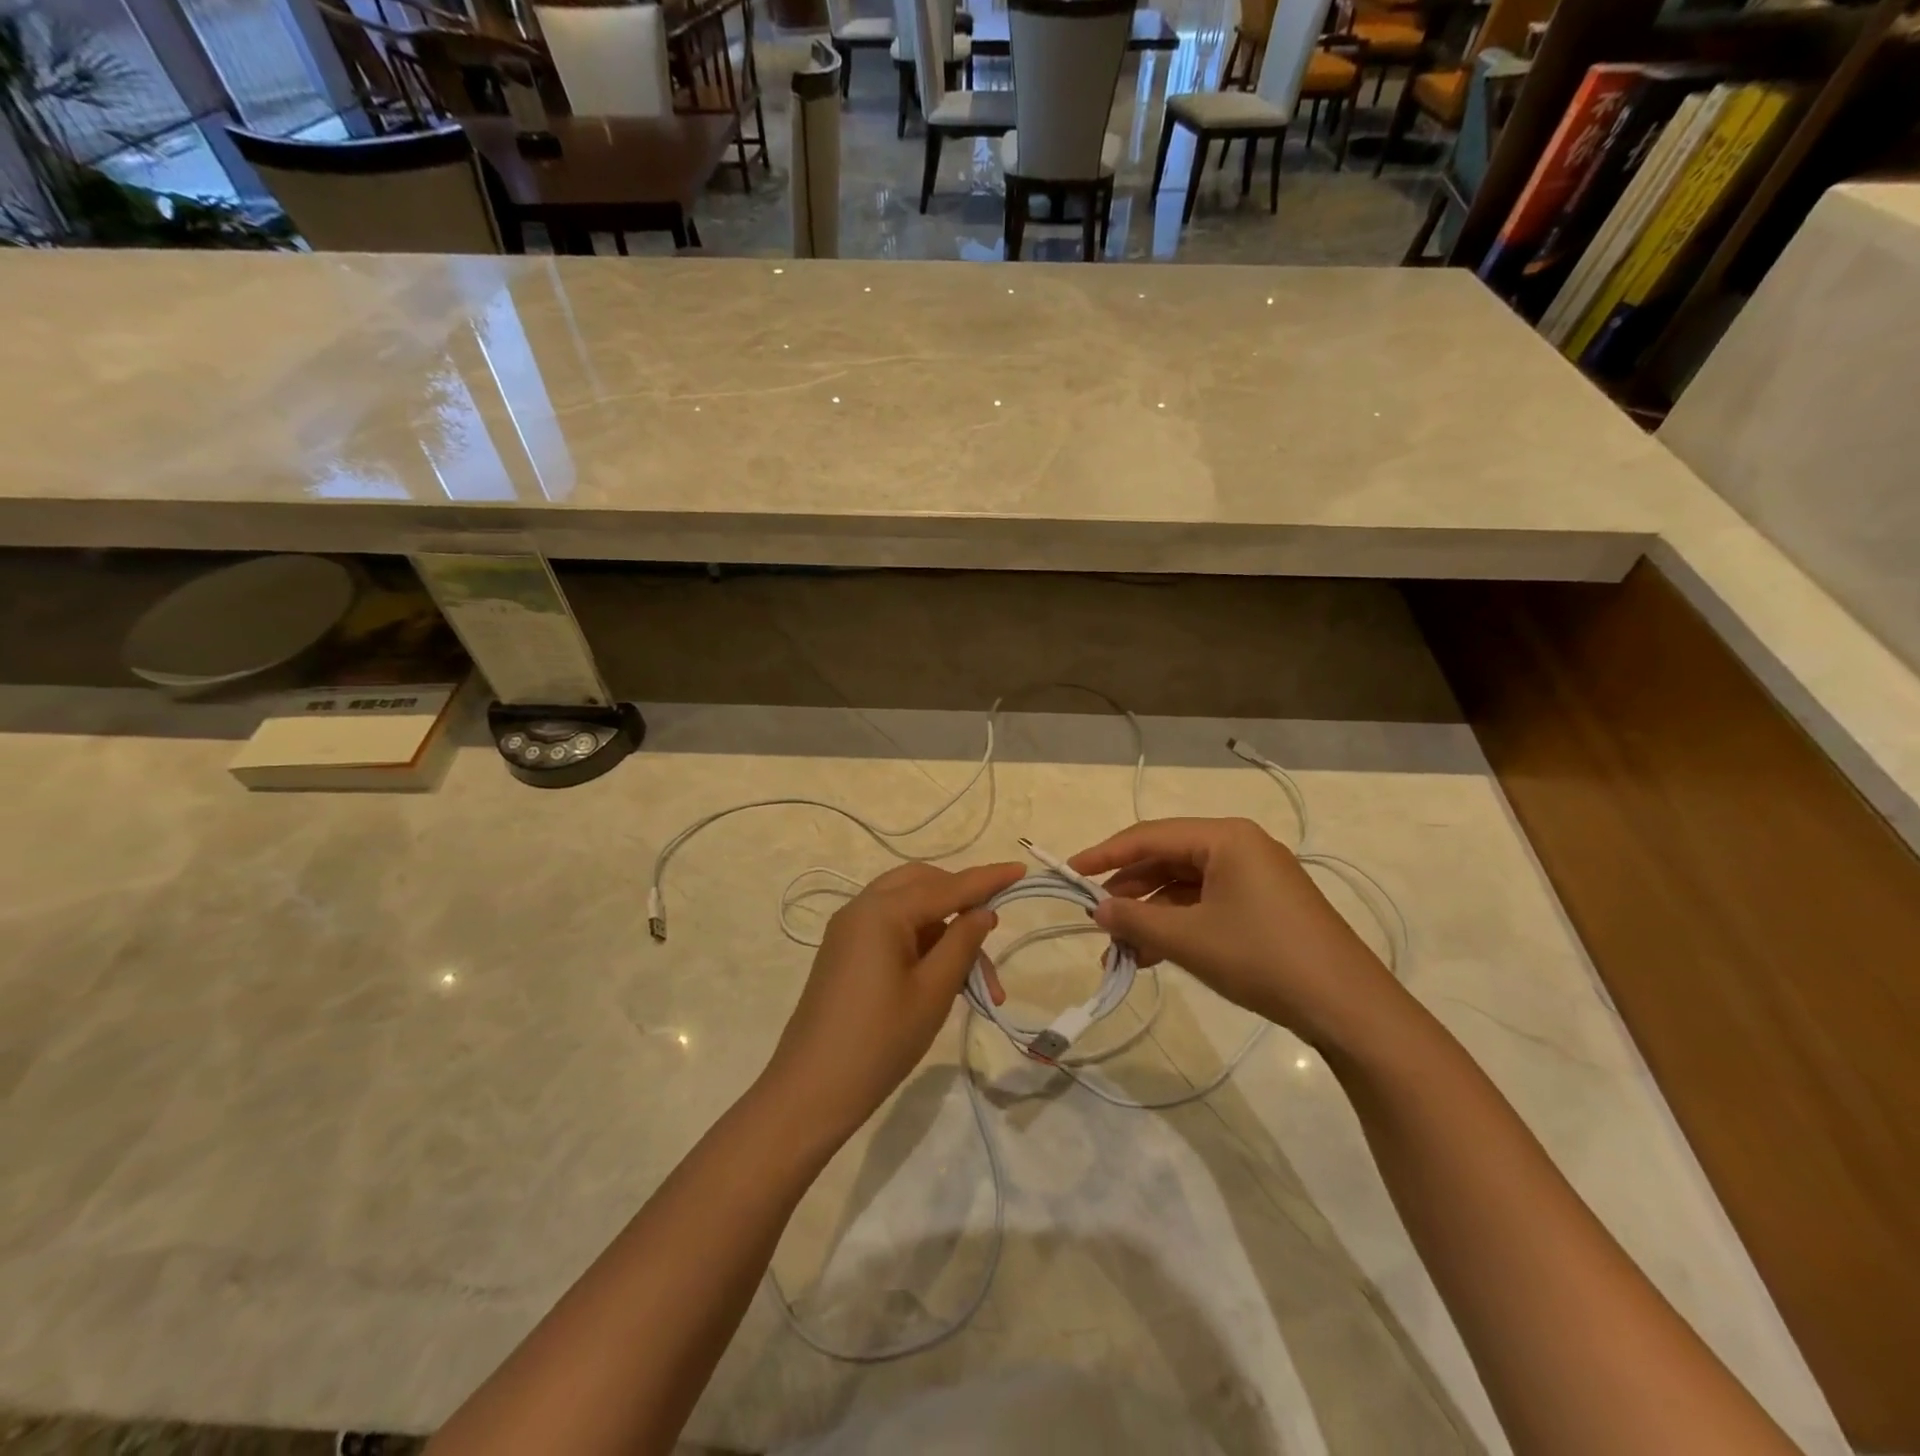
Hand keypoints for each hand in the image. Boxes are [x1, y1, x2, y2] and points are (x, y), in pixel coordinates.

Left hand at [763, 860, 1022, 1143]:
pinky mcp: (845, 952)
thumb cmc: (880, 1041)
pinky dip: (921, 940)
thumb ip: (962, 943)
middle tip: (990, 935)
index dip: (987, 879)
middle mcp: (862, 908)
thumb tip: (982, 911)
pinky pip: (891, 928)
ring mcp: (849, 930)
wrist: (811, 1091)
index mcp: (883, 911)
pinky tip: (942, 974)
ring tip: (975, 979)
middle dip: (961, 902)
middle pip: (923, 884)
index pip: (947, 886)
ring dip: (944, 929)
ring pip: (908, 908)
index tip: (1020, 868)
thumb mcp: (933, 991)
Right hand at [1071, 818, 1399, 1047]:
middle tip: (1096, 919)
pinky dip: (1178, 925)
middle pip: (1167, 860)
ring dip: (1151, 915)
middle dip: (1129, 891)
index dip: (1105, 854)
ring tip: (1119, 949)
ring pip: (1185, 886)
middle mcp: (1240, 847)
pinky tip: (1153, 955)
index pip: (1150, 836)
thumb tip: (1096, 909)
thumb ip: (1135, 919)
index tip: (1069, 872)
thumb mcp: (1189, 939)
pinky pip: (1206, 905)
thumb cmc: (1263, 958)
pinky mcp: (1264, 907)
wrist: (1348, 1008)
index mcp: (1225, 838)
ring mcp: (1255, 878)